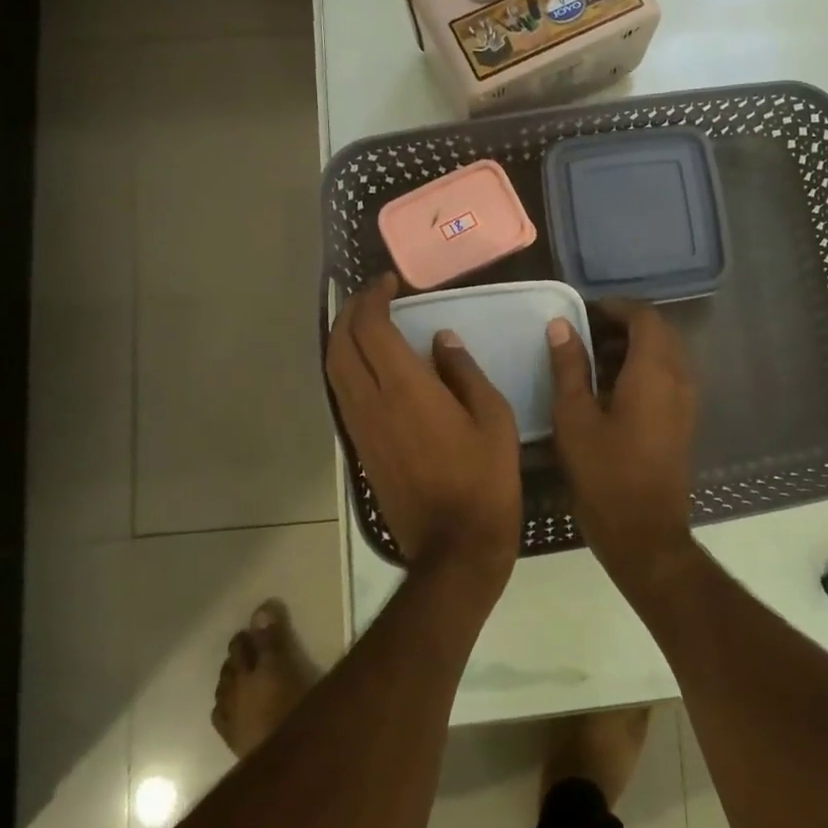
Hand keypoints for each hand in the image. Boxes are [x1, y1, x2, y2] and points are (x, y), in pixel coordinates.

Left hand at [326, 275, 521, 589]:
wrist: (455, 544)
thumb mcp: (493, 418)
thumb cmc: (485, 479)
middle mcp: (372, 402)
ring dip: (342, 338)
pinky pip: (341, 394)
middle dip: (350, 311)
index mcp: (406, 389)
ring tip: (364, 321)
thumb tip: (441, 341)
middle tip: (373, 295)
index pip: (371, 328)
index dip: (373, 297)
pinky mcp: (360, 448)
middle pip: (341, 344)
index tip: (389, 282)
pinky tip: (366, 364)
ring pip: (333, 370)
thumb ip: (464, 373)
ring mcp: (360, 427)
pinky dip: (345, 366)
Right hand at [546, 299, 697, 589]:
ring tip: (592, 360)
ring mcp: (686, 401)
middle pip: (659, 332)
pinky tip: (611, 389)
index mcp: (654, 371)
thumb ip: (569, 367)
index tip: (584, 312)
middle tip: (585, 334)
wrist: (645, 533)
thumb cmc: (604, 474)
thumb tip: (561, 326)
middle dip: (624, 325)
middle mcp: (679, 378)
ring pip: (665, 355)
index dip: (615, 308)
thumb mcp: (575, 418)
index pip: (644, 317)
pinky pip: (668, 377)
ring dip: (634, 347)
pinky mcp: (684, 421)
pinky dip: (643, 369)